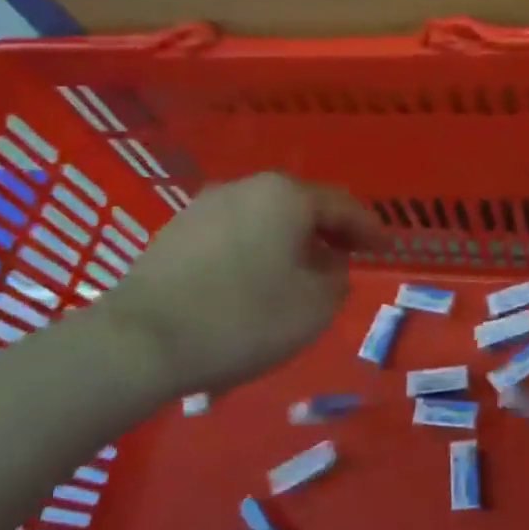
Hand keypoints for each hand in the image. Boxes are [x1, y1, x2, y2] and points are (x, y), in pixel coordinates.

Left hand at [99, 173, 388, 397]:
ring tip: (303, 272)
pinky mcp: (175, 232)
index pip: (342, 205)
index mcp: (286, 196)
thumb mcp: (314, 306)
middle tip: (348, 257)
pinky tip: (257, 279)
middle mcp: (245, 187)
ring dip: (291, 241)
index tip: (387, 249)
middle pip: (301, 205)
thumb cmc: (244, 319)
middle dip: (329, 231)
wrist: (141, 342)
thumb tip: (329, 265)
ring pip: (265, 218)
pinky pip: (234, 233)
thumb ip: (337, 278)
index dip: (369, 228)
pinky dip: (257, 249)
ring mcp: (204, 206)